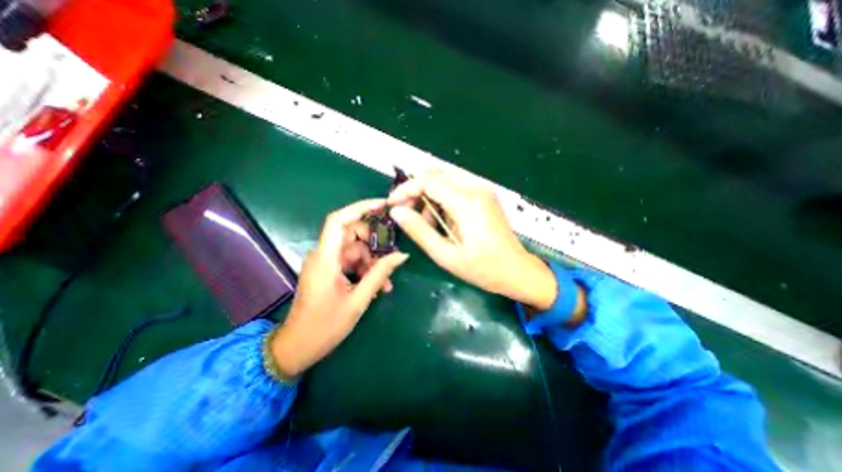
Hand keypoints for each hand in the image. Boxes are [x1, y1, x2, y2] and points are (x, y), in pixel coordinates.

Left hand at [272, 198, 409, 375]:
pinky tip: (377, 286)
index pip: (339, 220)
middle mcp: (323, 255)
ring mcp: (326, 263)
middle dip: (374, 245)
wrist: (297, 347)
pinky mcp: (328, 271)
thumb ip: (380, 274)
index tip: (383, 205)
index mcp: (325, 259)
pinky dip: (365, 270)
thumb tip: (402, 255)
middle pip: (352, 235)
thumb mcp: (358, 300)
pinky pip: (351, 261)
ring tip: (386, 284)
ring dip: (372, 263)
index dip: (360, 208)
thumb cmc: (324, 326)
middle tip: (392, 259)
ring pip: (355, 250)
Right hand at [387, 169, 556, 310]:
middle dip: (416, 190)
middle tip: (406, 212)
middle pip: (436, 174)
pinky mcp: (484, 195)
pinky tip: (442, 219)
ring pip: (445, 179)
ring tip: (426, 222)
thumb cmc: (483, 268)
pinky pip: (456, 187)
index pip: (428, 181)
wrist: (517, 270)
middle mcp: (476, 188)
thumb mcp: (446, 255)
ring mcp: (482, 190)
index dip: (406, 189)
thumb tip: (396, 212)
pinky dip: (442, 198)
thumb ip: (419, 231)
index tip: (392, 204)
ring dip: (429, 195)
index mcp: (467, 202)